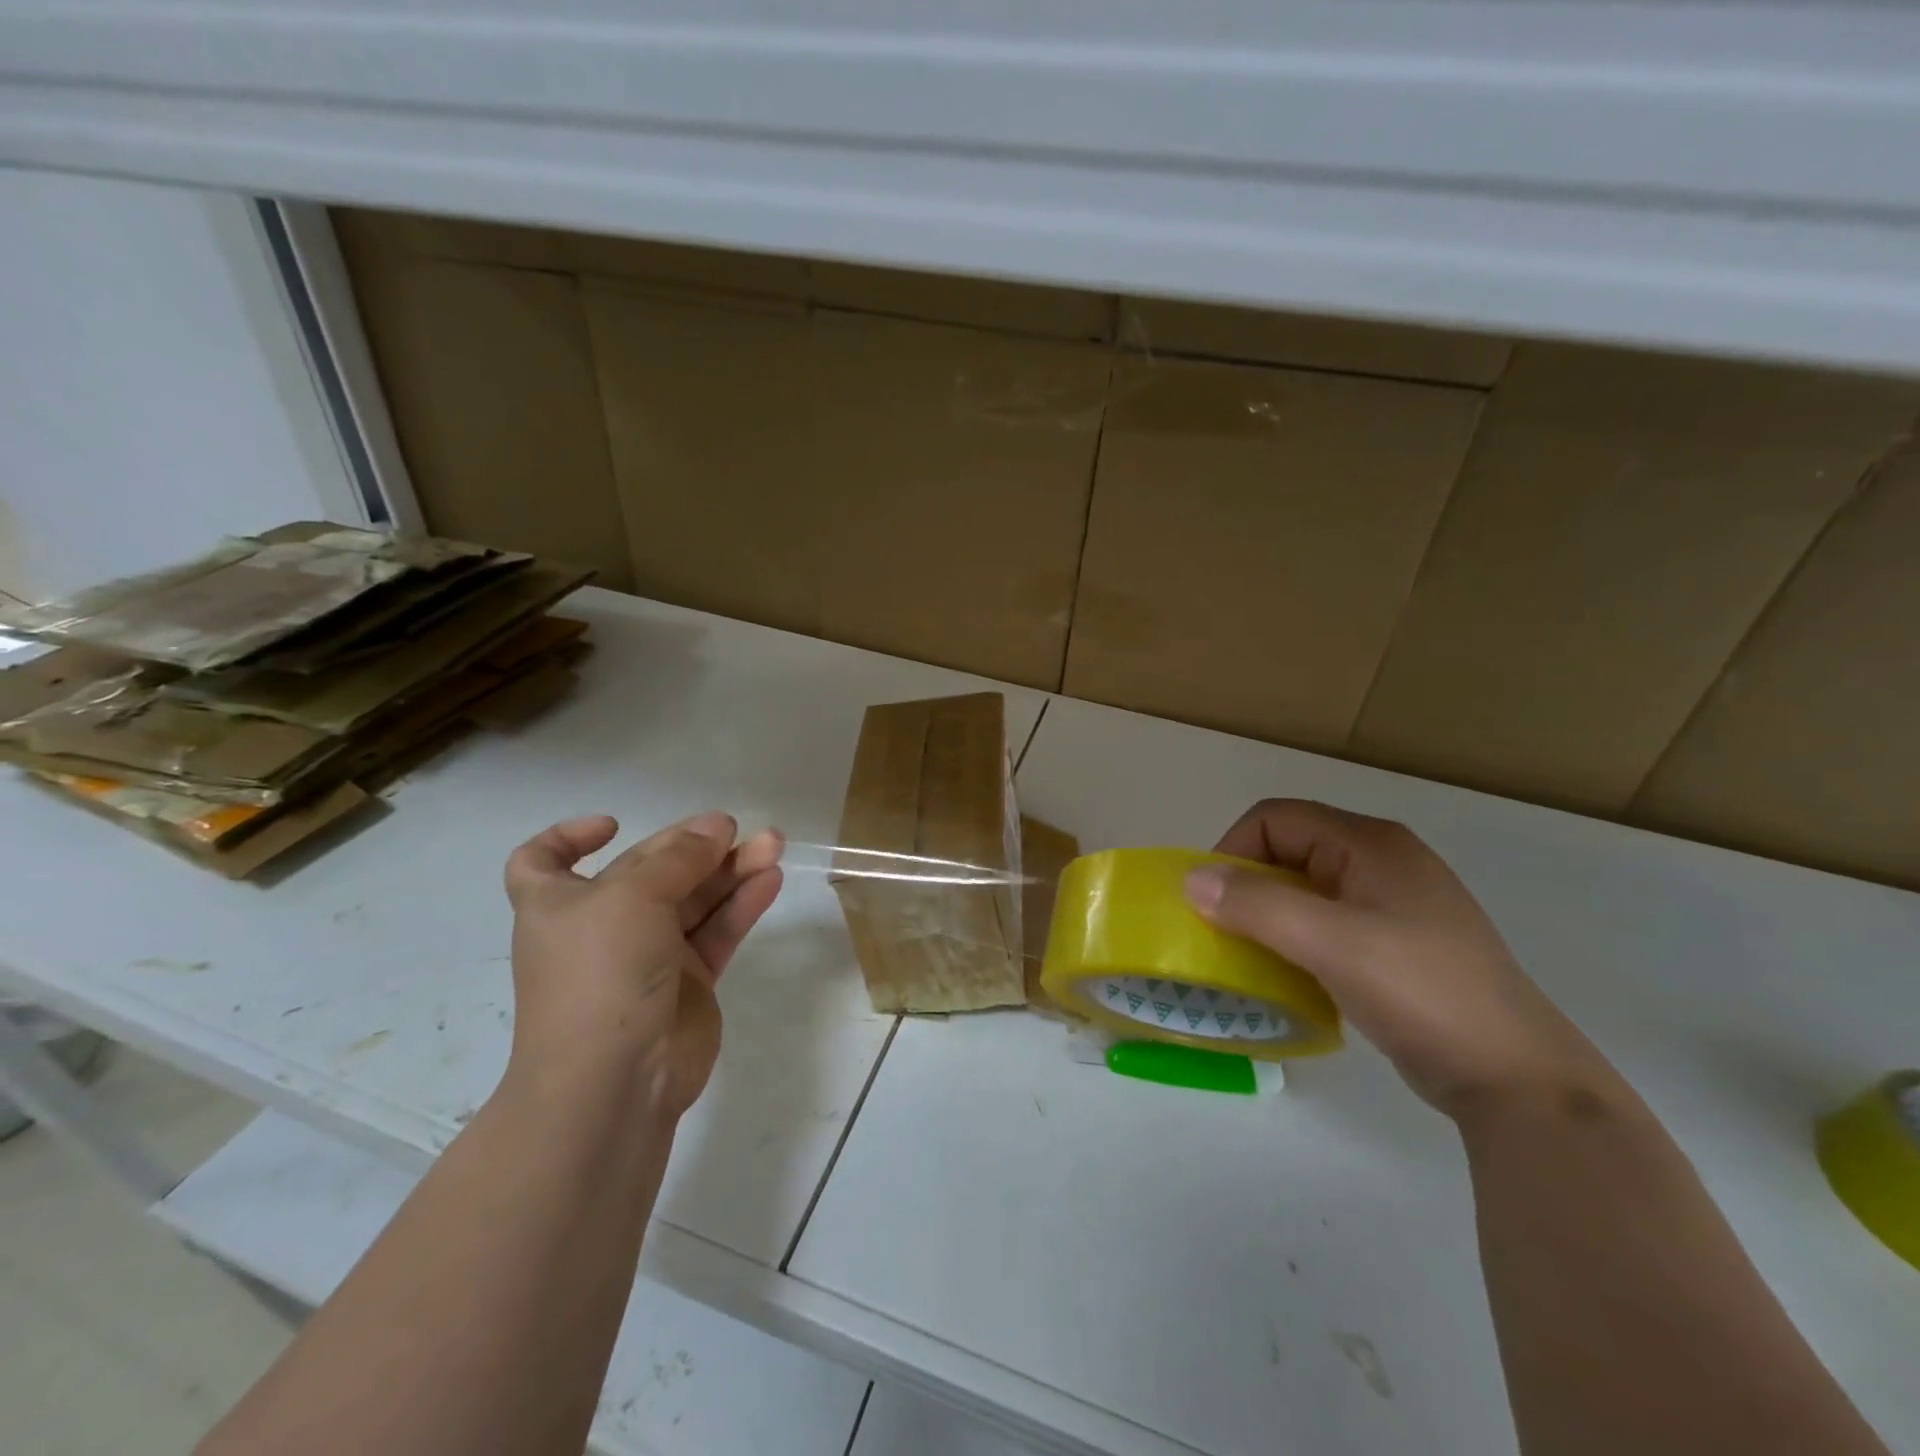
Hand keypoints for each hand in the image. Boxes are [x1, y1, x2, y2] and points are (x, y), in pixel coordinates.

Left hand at [502, 811, 783, 1121]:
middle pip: (650, 872)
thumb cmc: (600, 975)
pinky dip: (742, 905)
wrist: (614, 1083)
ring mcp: (649, 955)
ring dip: (731, 870)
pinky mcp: (689, 982)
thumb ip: (679, 858)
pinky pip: (718, 932)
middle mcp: (603, 926)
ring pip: (694, 899)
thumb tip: (716, 826)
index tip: (612, 825)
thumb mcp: (631, 898)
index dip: (569, 838)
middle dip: (693, 846)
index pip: (542, 863)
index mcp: (560, 904)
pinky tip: (771, 880)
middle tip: (736, 829)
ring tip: (773, 844)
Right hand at [1184, 799, 1622, 1119]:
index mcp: (1370, 844)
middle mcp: (1381, 862)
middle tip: (1227, 933)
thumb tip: (1190, 879)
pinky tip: (1292, 975)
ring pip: (1305, 889)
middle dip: (1248, 886)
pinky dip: (1296, 939)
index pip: (1276, 818)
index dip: (1234, 850)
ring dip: (1269, 916)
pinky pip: (1326, 922)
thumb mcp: (1331, 944)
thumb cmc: (1421, 993)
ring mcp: (1392, 904)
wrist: (1514, 1078)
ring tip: (1252, 956)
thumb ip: (1257, 905)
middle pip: (1289, 850)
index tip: (1214, 902)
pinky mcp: (1396, 943)